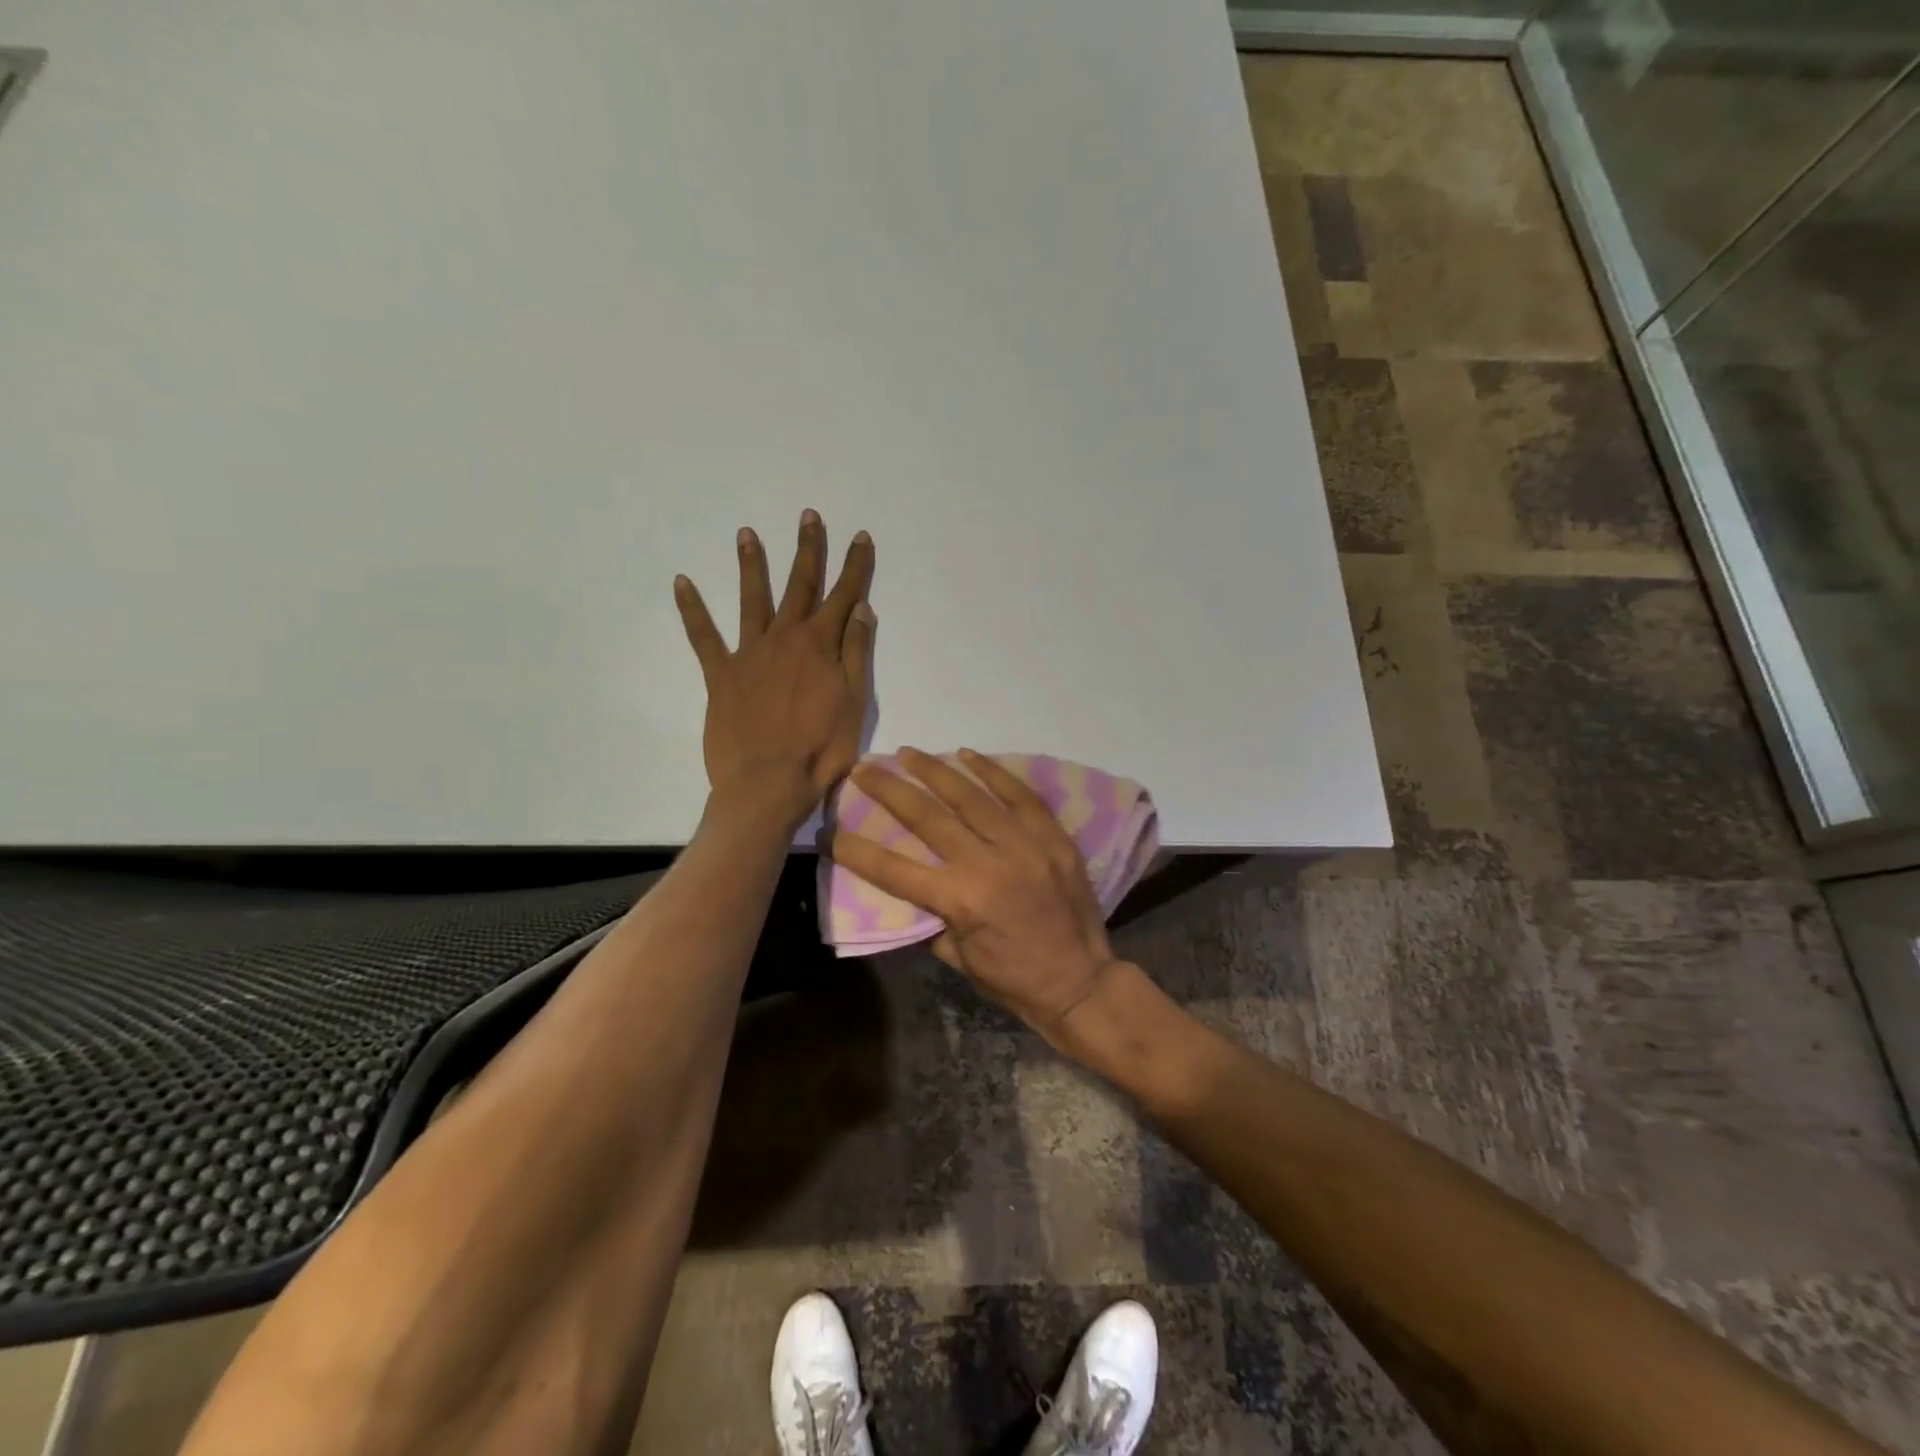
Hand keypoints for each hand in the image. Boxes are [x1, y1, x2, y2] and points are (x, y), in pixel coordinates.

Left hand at [676, 510, 875, 823]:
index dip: (855, 566)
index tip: (860, 536)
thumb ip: (857, 653)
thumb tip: (861, 610)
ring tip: (746, 534)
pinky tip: (681, 582)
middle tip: (808, 517)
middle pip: (800, 586)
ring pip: (752, 599)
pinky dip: (692, 609)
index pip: (844, 596)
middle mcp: (785, 638)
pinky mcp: (721, 675)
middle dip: (808, 550)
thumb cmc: (821, 749)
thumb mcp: (854, 702)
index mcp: (821, 645)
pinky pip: (703, 637)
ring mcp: (749, 653)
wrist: (768, 783)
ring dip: (752, 565)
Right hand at [828, 746, 1119, 1037]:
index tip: (832, 831)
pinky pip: (1019, 795)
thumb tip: (916, 881)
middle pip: (929, 817)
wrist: (1082, 982)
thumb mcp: (959, 957)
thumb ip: (934, 914)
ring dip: (935, 771)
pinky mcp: (1052, 836)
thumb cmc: (1014, 980)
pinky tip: (968, 754)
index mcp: (962, 900)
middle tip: (864, 769)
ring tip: (908, 753)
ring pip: (972, 796)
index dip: (858, 850)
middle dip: (890, 790)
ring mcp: (1025, 844)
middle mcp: (989, 864)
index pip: (895, 869)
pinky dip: (993, 772)